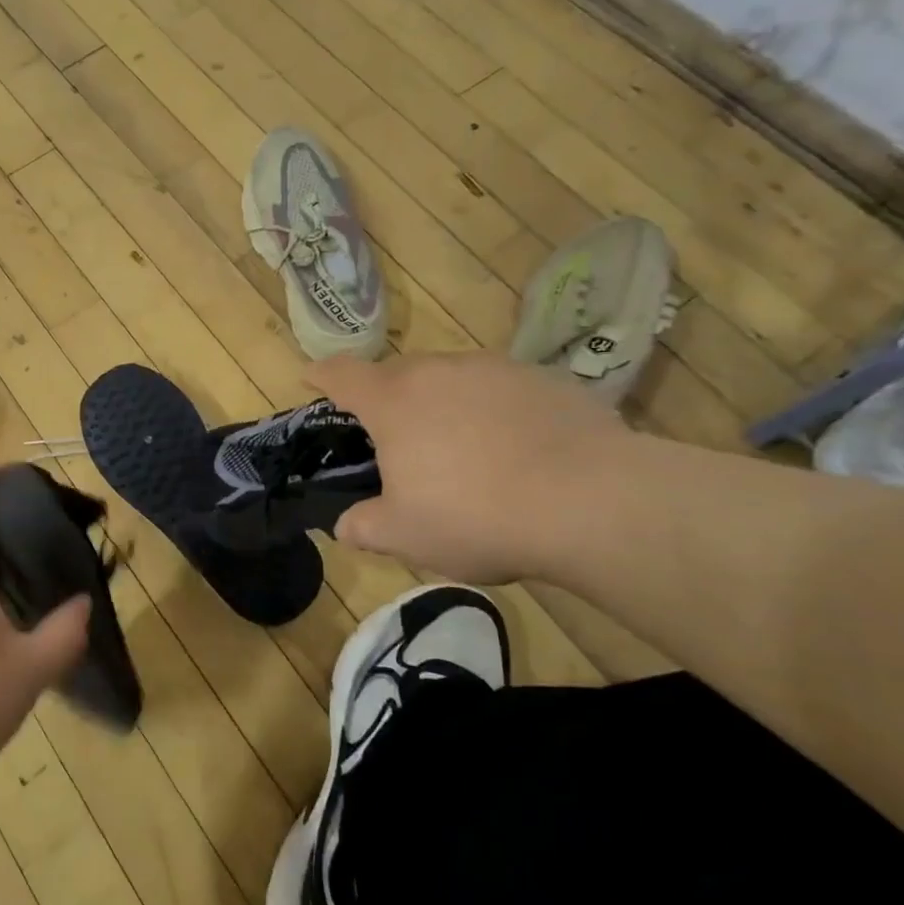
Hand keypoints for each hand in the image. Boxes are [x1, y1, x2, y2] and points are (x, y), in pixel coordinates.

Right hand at [307, 352, 633, 583]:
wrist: (593, 501)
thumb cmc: (477, 515)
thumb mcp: (406, 536)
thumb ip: (364, 528)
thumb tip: (346, 526)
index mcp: (394, 401)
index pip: (342, 375)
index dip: (321, 375)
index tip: (310, 377)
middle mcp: (439, 371)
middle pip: (398, 373)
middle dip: (387, 398)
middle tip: (395, 438)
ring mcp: (495, 369)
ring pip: (452, 378)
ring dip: (443, 403)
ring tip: (460, 448)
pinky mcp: (545, 379)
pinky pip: (501, 389)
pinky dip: (493, 410)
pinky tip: (515, 449)